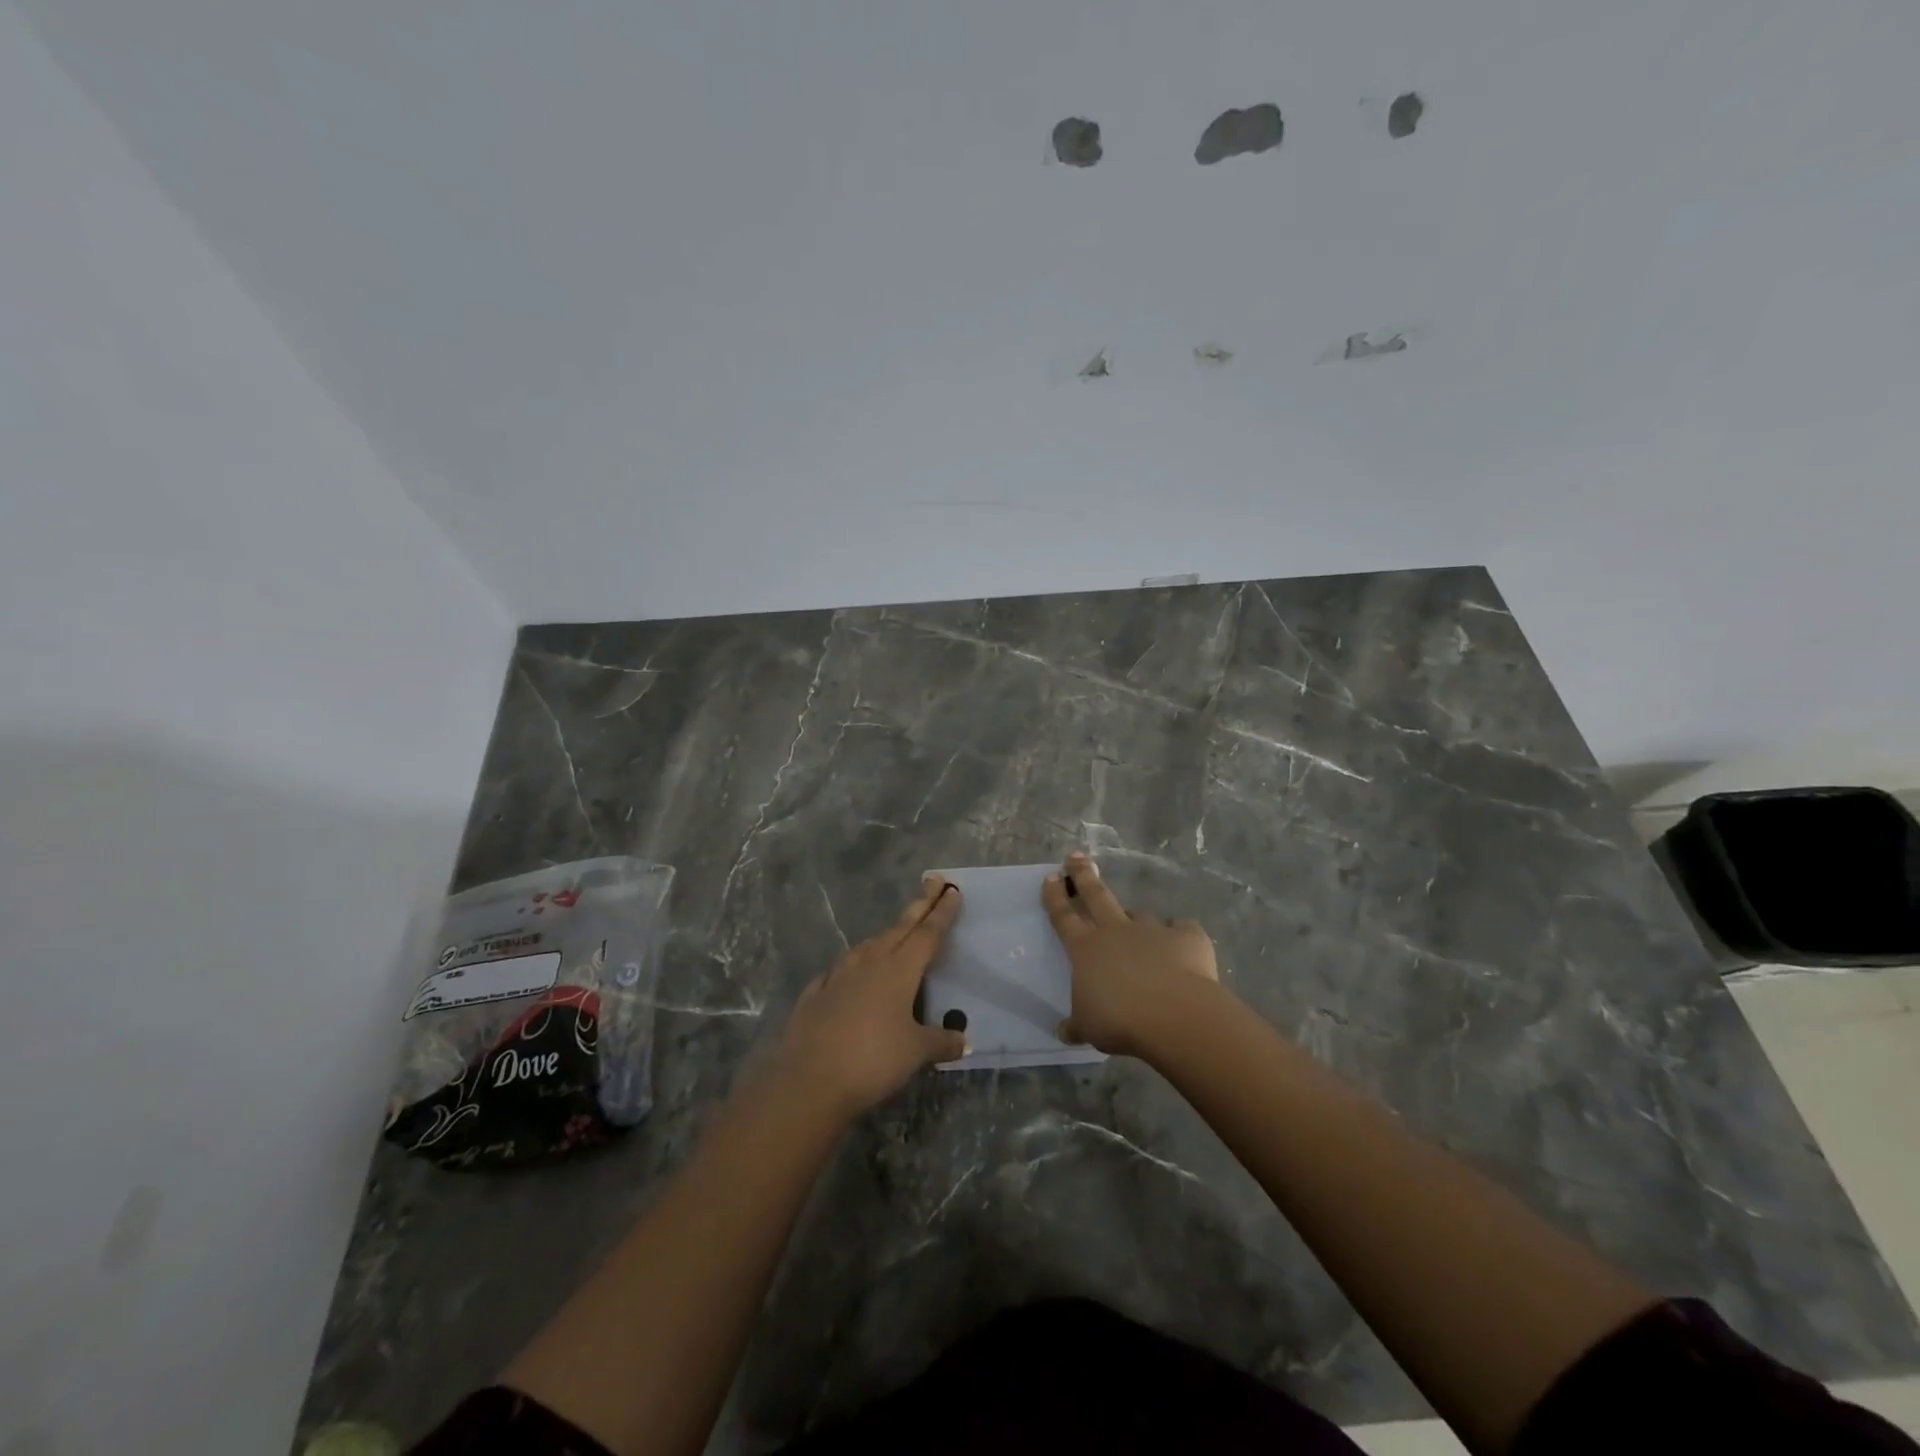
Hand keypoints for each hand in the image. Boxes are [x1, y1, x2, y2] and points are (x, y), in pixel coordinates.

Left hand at [773, 874, 967, 1118]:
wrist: (809, 1080)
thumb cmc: (872, 1060)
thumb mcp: (915, 1053)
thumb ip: (940, 1042)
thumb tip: (963, 1041)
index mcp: (899, 970)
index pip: (927, 934)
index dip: (942, 913)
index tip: (952, 890)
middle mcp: (869, 963)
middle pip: (899, 929)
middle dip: (919, 906)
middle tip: (933, 883)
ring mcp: (838, 976)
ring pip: (868, 945)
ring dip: (886, 935)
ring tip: (896, 932)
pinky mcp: (815, 994)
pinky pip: (839, 971)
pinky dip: (851, 966)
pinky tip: (848, 973)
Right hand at [1042, 852, 1218, 1056]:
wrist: (1174, 1014)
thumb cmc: (1120, 1020)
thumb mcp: (1089, 1027)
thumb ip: (1077, 1024)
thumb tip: (1064, 1031)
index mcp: (1086, 948)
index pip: (1064, 916)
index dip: (1055, 896)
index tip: (1051, 877)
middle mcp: (1115, 931)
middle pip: (1096, 895)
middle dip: (1083, 875)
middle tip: (1076, 856)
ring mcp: (1151, 930)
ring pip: (1138, 915)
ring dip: (1134, 919)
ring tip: (1138, 929)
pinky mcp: (1186, 936)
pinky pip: (1181, 930)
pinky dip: (1180, 936)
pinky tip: (1184, 945)